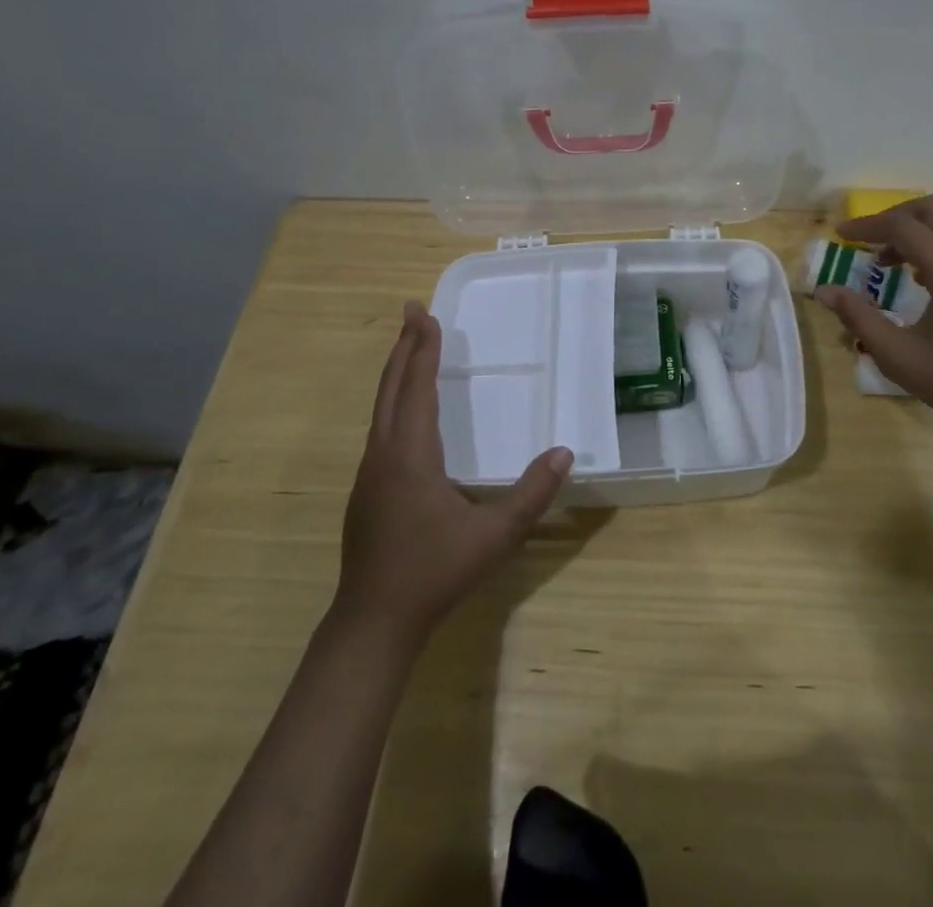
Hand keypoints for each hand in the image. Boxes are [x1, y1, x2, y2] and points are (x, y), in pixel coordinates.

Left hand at [334, 301, 572, 645]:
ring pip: (380, 408)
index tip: (424, 313)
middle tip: (413, 311)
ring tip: (410, 349)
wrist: (373, 622)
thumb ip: (532, 493)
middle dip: (404, 347)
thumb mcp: (493, 535)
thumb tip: (565, 453)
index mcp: (411, 455)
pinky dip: (392, 400)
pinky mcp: (366, 490)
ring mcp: (369, 473)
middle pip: (391, 388)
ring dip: (396, 372)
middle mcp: (384, 454)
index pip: (417, 388)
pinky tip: (404, 410)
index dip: (422, 349)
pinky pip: (380, 427)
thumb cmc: (434, 572)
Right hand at [816, 195, 932, 472]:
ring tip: (887, 260)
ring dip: (915, 229)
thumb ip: (859, 318)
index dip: (866, 226)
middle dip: (893, 216)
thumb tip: (825, 291)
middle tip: (866, 239)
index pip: (902, 227)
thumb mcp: (900, 357)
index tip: (840, 235)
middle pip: (931, 208)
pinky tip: (919, 277)